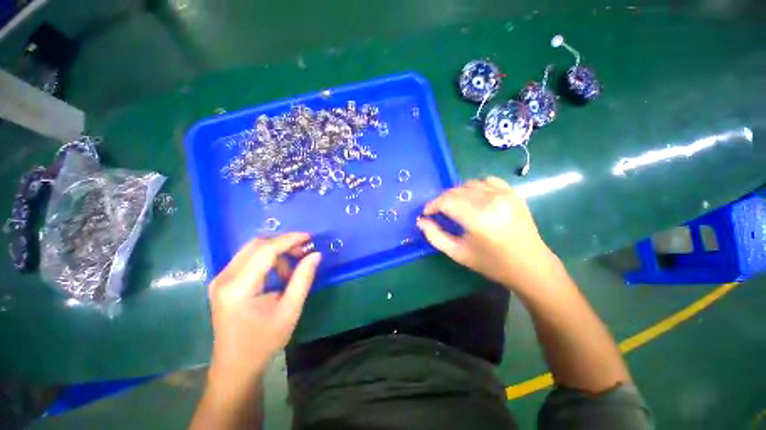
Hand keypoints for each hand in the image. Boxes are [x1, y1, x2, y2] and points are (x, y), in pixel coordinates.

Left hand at [207, 233, 320, 383]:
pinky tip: (279, 274)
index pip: (266, 250)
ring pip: (252, 250)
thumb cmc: (264, 341)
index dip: (289, 240)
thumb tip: (315, 254)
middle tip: (303, 252)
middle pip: (256, 245)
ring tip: (292, 269)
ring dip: (276, 252)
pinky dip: (267, 260)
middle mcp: (224, 278)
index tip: (309, 237)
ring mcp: (221, 279)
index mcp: (239, 287)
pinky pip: (248, 259)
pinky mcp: (223, 282)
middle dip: (283, 243)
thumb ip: (303, 279)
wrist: (236, 366)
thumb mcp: (290, 310)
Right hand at [416, 177, 558, 290]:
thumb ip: (435, 236)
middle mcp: (491, 201)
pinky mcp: (513, 193)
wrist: (531, 266)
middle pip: (456, 191)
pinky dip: (476, 187)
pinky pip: (488, 181)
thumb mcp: (458, 254)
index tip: (426, 213)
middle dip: (442, 200)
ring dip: (457, 193)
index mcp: (478, 218)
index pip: (446, 201)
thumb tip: (421, 221)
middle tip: (438, 212)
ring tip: (455, 206)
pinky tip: (475, 199)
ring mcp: (504, 194)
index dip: (432, 205)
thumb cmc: (492, 263)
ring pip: (469, 184)